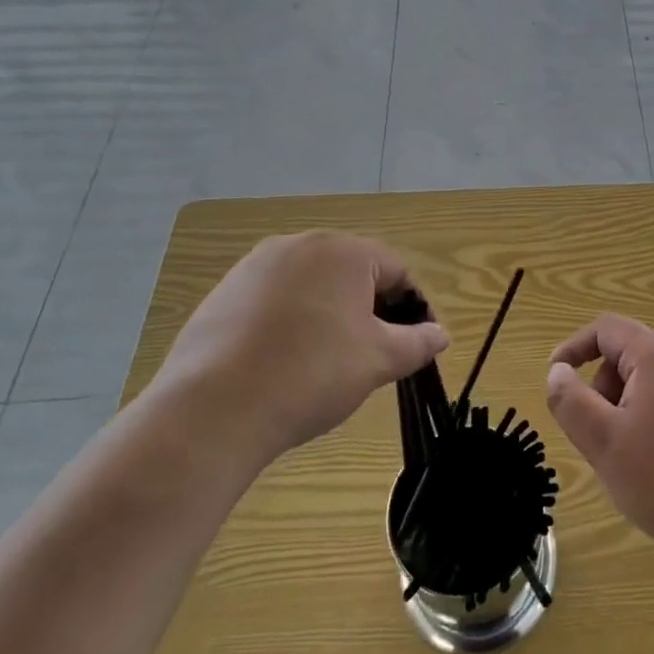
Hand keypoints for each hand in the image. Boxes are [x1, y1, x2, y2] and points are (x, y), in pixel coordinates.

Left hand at [151, 232, 448, 473]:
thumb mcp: (378, 361)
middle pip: (350, 273)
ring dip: (326, 314)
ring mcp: (254, 266)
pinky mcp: (222, 293)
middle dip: (366, 309)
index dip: (410, 308)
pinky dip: (287, 322)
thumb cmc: (312, 374)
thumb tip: (441, 333)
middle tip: (368, 355)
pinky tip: (280, 362)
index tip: (411, 345)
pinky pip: (272, 300)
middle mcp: (300, 244)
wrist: (213, 409)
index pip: (394, 270)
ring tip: (322, 362)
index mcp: (344, 251)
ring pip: (310, 286)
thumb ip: (417, 342)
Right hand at [545, 315, 653, 566]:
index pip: (607, 328)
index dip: (574, 347)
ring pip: (649, 381)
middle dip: (601, 386)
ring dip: (624, 406)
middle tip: (595, 433)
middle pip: (628, 353)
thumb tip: (558, 371)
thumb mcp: (603, 441)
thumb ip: (571, 400)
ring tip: (624, 455)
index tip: (554, 378)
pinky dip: (649, 419)